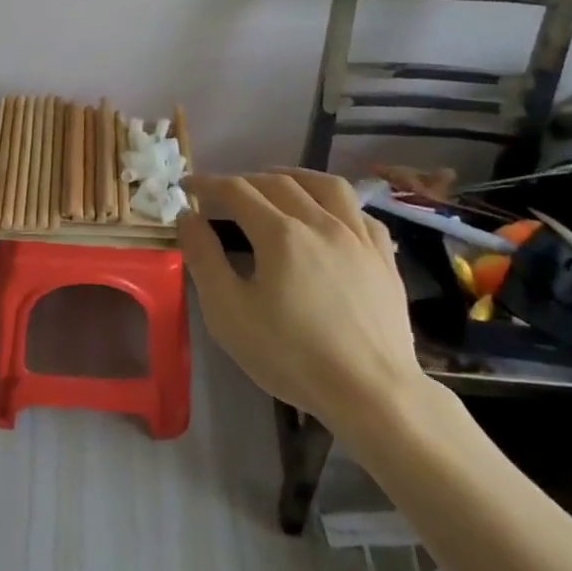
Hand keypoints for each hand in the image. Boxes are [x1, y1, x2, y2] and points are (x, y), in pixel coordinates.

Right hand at [177, 169, 435, 447]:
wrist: (372, 394)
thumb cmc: (291, 356)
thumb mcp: (228, 312)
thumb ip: (204, 258)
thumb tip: (187, 217)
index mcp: (280, 234)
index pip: (236, 191)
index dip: (208, 184)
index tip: (188, 186)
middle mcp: (320, 222)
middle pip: (278, 183)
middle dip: (244, 180)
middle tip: (223, 192)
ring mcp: (358, 237)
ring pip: (327, 185)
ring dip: (294, 177)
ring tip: (277, 182)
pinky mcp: (384, 258)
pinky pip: (360, 213)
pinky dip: (337, 204)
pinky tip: (329, 216)